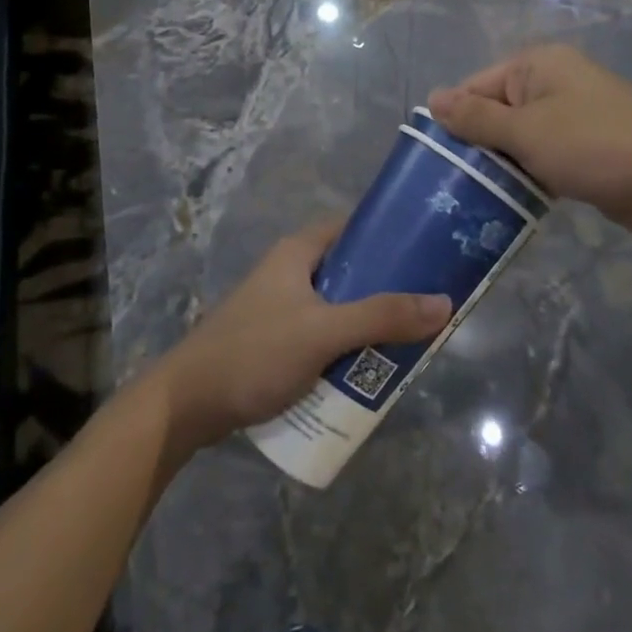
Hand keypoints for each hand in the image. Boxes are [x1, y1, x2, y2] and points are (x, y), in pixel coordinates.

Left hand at [154, 219, 451, 450]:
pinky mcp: (279, 342)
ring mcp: (284, 308)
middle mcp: (292, 272)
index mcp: (299, 252)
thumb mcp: (322, 332)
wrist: (187, 406)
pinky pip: (326, 336)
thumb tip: (443, 303)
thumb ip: (381, 317)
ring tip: (409, 340)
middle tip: (428, 305)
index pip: (354, 226)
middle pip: (352, 270)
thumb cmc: (254, 352)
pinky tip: (371, 369)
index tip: (429, 250)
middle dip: (388, 288)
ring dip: (370, 323)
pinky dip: (348, 347)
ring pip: (341, 307)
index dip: (390, 234)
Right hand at [429, 44, 631, 239]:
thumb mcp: (525, 131)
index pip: (476, 86)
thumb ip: (476, 117)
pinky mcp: (588, 145)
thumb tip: (433, 98)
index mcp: (537, 65)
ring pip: (521, 136)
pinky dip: (530, 172)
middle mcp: (554, 81)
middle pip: (498, 110)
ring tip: (475, 197)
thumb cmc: (592, 147)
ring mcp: (574, 113)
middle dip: (479, 144)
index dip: (455, 120)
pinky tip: (514, 200)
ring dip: (504, 163)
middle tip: (452, 185)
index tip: (436, 161)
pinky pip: (545, 154)